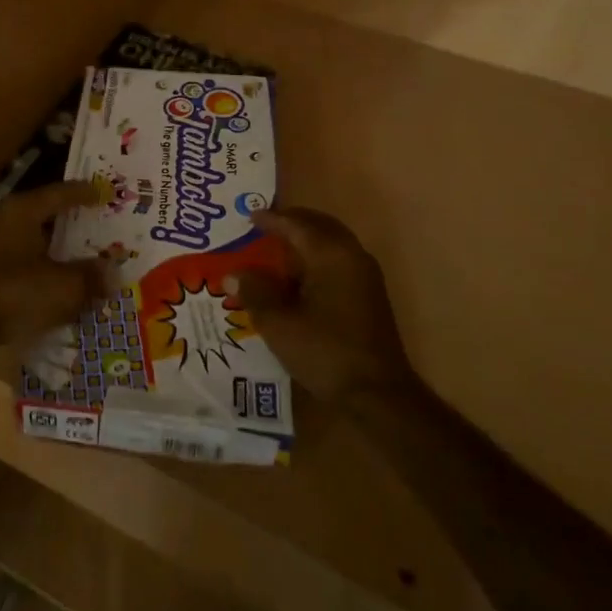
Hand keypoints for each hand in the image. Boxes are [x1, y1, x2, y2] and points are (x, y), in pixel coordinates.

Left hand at [0, 182, 106, 352]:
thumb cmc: (15, 293)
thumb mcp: (63, 286)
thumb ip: (91, 276)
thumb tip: (113, 273)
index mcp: (22, 211)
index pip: (60, 193)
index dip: (86, 193)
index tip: (107, 192)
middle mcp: (2, 219)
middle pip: (44, 214)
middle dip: (72, 221)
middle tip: (98, 223)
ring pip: (32, 239)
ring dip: (56, 247)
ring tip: (81, 255)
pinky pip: (20, 260)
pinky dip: (40, 265)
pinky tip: (55, 281)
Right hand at [228, 207, 413, 402]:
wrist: (377, 394)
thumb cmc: (325, 351)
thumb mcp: (279, 323)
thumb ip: (255, 292)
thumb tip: (233, 274)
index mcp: (331, 255)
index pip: (297, 225)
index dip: (272, 219)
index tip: (249, 217)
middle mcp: (352, 257)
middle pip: (320, 226)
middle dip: (293, 223)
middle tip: (265, 226)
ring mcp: (365, 277)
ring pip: (332, 243)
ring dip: (306, 241)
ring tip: (277, 249)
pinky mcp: (369, 297)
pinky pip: (339, 261)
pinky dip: (317, 258)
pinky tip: (298, 278)